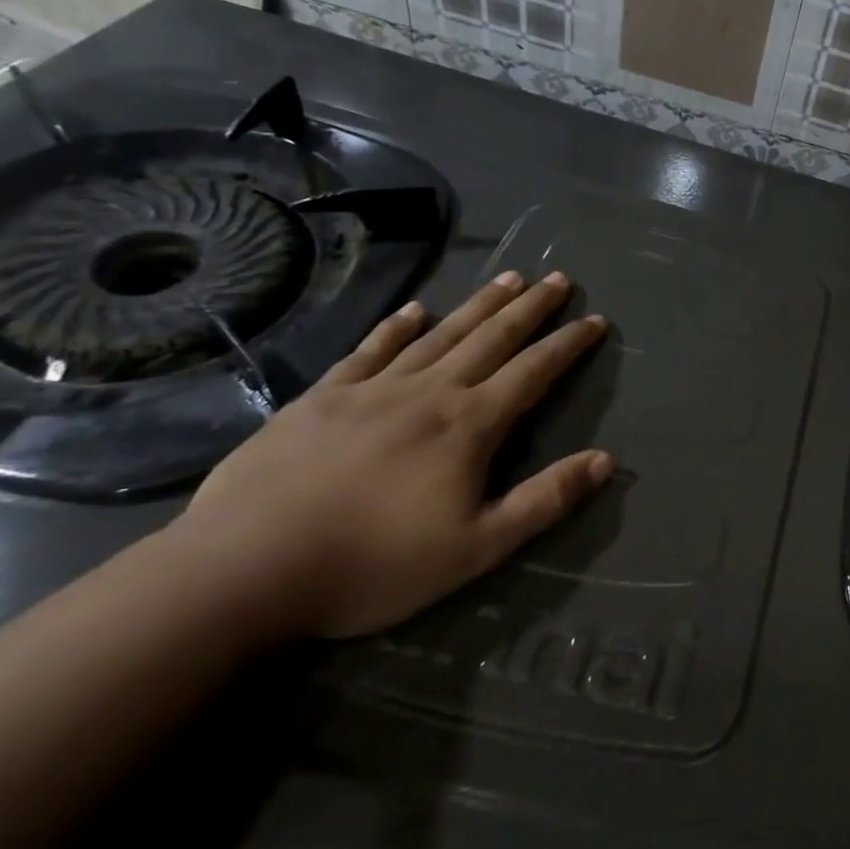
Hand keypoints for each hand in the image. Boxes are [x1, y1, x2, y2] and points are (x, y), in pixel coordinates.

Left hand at [170, 271, 611, 640]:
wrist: (244, 570)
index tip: (595, 320)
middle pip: (493, 338)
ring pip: (441, 334)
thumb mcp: (477, 548)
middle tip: (558, 279)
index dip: (569, 344)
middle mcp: (430, 391)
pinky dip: (397, 326)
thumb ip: (545, 500)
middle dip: (531, 308)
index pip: (534, 371)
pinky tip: (415, 309)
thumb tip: (605, 460)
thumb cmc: (373, 564)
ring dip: (480, 304)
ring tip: (509, 278)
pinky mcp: (323, 397)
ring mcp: (374, 389)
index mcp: (470, 424)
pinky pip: (370, 350)